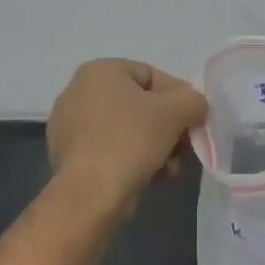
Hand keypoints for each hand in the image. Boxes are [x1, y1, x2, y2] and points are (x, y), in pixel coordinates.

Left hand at [47, 59, 207, 208]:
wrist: (90, 194)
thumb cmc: (131, 140)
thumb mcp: (177, 111)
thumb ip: (194, 100)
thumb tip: (195, 107)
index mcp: (99, 71)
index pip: (152, 75)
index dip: (180, 97)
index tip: (195, 121)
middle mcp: (78, 91)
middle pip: (141, 105)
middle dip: (169, 127)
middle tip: (186, 148)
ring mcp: (69, 126)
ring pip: (128, 129)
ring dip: (157, 146)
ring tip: (171, 168)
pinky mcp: (70, 156)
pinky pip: (111, 149)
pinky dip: (134, 159)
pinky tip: (152, 177)